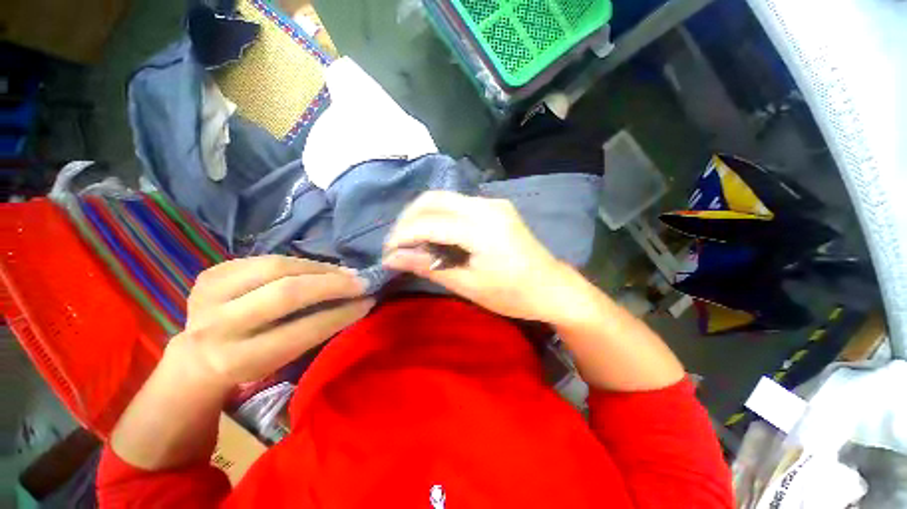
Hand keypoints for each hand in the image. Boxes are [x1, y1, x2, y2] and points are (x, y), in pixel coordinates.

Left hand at [166, 256, 373, 389]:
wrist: (196, 356)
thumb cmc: (250, 364)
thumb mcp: (280, 362)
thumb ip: (312, 333)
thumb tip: (354, 303)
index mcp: (237, 360)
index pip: (302, 329)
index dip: (341, 313)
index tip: (369, 301)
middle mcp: (217, 326)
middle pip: (287, 292)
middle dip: (334, 284)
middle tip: (362, 280)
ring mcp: (208, 294)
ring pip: (276, 267)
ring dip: (319, 268)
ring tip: (345, 272)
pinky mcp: (211, 273)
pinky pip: (266, 258)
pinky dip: (298, 262)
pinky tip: (317, 268)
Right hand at [383, 191, 578, 321]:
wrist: (553, 288)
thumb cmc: (513, 294)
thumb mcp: (468, 285)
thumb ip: (429, 267)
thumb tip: (393, 258)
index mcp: (481, 227)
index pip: (429, 222)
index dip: (402, 236)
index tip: (387, 254)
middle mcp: (486, 205)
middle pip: (433, 198)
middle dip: (408, 219)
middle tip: (397, 244)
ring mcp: (493, 203)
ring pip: (445, 198)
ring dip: (423, 215)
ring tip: (412, 240)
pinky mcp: (496, 207)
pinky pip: (458, 204)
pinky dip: (440, 216)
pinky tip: (435, 234)